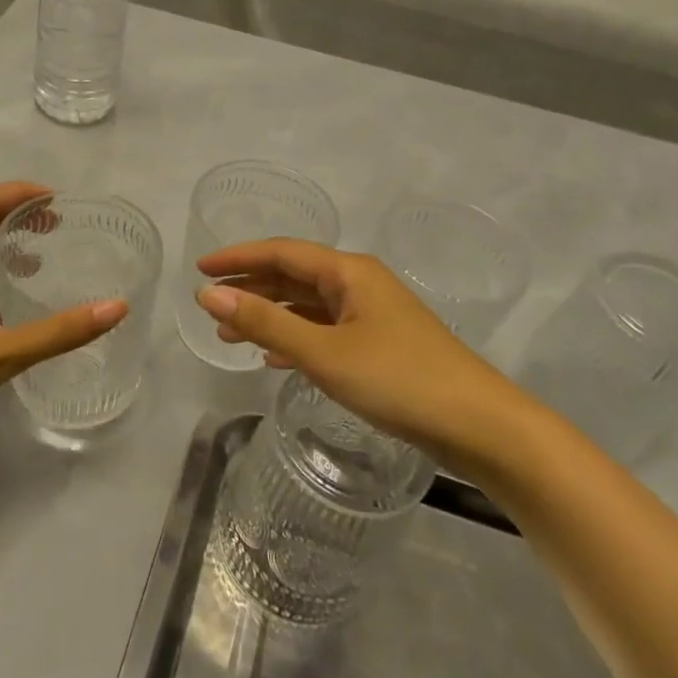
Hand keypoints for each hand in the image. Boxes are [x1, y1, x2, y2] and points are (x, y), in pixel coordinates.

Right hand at [195, 239, 509, 448]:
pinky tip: (274, 357)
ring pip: (307, 306)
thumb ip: (265, 322)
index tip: (199, 269)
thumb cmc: (397, 378)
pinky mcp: (379, 345)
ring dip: (269, 316)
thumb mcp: (323, 352)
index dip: (238, 258)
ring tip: (230, 335)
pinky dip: (294, 338)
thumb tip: (209, 295)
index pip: (281, 252)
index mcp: (348, 272)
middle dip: (250, 289)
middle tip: (209, 307)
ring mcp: (371, 314)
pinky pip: (324, 331)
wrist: (478, 425)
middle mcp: (359, 283)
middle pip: (293, 276)